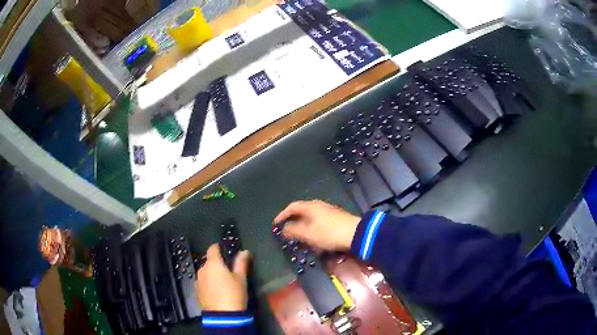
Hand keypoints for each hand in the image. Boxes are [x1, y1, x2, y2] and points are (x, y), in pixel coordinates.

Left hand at [195, 244, 250, 310]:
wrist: (223, 316)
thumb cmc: (233, 294)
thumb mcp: (241, 278)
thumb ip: (241, 263)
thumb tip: (244, 251)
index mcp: (213, 264)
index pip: (213, 249)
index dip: (219, 247)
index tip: (225, 250)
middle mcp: (202, 270)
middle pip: (209, 262)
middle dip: (217, 264)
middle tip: (229, 272)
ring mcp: (197, 281)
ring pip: (206, 273)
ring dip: (212, 275)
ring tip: (223, 284)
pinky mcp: (196, 292)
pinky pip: (203, 283)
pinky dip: (209, 284)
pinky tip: (217, 292)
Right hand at [273, 200, 359, 251]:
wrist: (356, 234)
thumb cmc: (329, 233)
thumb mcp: (308, 234)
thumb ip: (293, 231)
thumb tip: (283, 229)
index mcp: (310, 207)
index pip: (292, 207)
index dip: (282, 215)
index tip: (276, 224)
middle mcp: (319, 206)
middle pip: (302, 213)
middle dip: (294, 224)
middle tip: (288, 234)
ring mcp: (329, 212)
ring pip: (311, 221)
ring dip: (304, 230)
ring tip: (301, 241)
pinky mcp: (336, 220)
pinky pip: (320, 225)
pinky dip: (314, 233)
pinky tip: (316, 244)